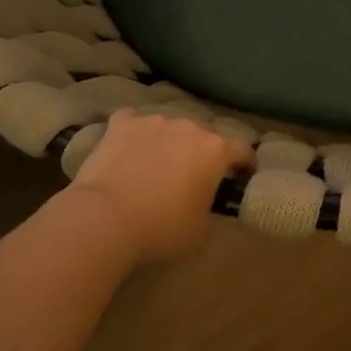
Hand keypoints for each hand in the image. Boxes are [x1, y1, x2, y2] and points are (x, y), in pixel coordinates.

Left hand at [67, 108, 254, 263]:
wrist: (105, 218)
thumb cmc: (162, 228)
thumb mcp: (201, 229)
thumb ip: (210, 206)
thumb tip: (203, 199)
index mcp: (215, 150)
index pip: (243, 150)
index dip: (246, 163)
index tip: (244, 174)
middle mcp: (189, 127)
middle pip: (204, 135)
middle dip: (202, 152)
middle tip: (192, 175)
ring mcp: (153, 121)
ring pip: (169, 126)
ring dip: (169, 141)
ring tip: (156, 163)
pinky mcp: (121, 124)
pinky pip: (133, 122)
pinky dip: (134, 133)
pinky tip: (126, 147)